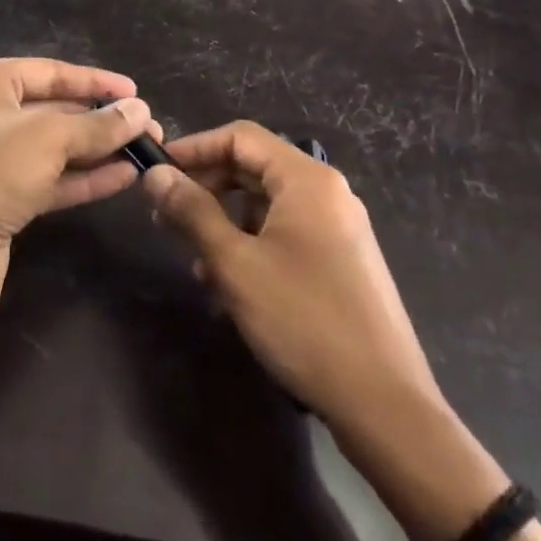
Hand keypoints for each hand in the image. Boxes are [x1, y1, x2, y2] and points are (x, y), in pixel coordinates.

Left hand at [0, 57, 156, 320]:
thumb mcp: (48, 137)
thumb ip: (98, 124)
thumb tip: (141, 111)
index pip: (49, 71)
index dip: (94, 81)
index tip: (136, 92)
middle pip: (53, 109)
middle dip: (100, 119)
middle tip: (150, 127)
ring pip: (54, 148)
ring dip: (98, 149)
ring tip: (146, 151)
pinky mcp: (0, 199)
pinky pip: (50, 180)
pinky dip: (85, 178)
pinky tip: (124, 177)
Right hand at [143, 120, 514, 540]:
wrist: (384, 404)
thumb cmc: (303, 320)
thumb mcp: (234, 263)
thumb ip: (192, 211)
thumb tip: (155, 174)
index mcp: (307, 180)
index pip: (240, 137)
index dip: (194, 148)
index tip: (157, 172)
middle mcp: (327, 194)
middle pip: (253, 168)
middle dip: (205, 189)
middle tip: (166, 217)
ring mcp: (338, 229)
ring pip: (265, 206)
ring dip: (224, 223)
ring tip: (194, 262)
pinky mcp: (340, 262)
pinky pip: (285, 234)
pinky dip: (250, 246)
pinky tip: (228, 288)